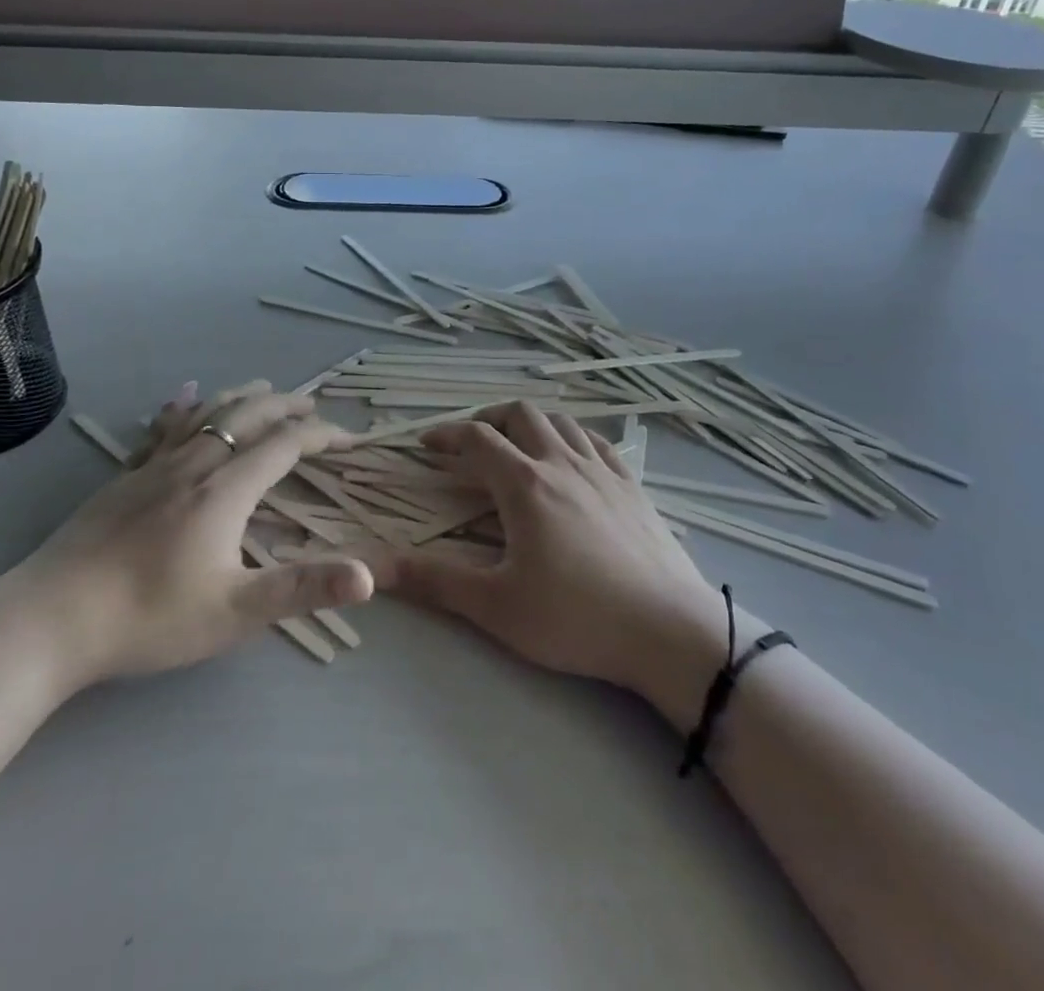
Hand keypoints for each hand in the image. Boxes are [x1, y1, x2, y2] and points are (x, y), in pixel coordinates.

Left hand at [6, 382, 372, 692]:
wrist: (49, 619)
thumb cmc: (149, 617)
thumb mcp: (235, 612)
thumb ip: (303, 589)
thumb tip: (369, 576)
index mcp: (226, 490)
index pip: (284, 446)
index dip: (319, 436)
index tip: (346, 438)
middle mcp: (195, 464)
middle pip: (248, 417)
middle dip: (285, 406)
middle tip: (312, 404)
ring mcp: (154, 466)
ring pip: (207, 413)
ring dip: (242, 397)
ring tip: (264, 388)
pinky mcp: (124, 476)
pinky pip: (162, 428)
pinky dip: (184, 406)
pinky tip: (185, 395)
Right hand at [371, 402, 750, 728]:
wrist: (668, 630)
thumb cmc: (576, 618)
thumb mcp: (496, 607)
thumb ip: (435, 582)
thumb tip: (375, 568)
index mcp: (525, 484)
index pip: (477, 439)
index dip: (446, 435)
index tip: (425, 445)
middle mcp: (562, 463)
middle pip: (520, 414)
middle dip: (488, 418)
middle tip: (470, 442)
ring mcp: (603, 470)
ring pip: (561, 421)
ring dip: (530, 422)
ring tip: (516, 445)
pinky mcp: (632, 485)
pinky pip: (597, 441)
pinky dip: (572, 436)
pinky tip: (570, 458)